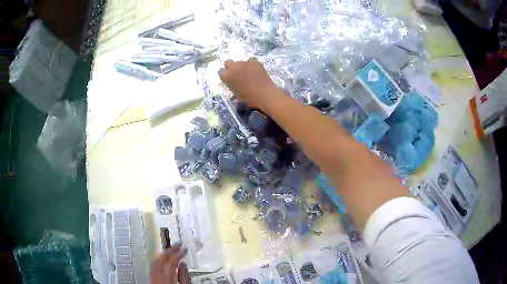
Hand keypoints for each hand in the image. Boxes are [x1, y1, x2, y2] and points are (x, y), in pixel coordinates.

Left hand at [150, 246, 190, 283]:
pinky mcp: (151, 279)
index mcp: (166, 278)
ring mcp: (152, 278)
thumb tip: (183, 264)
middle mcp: (157, 276)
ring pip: (155, 262)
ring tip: (171, 250)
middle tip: (177, 245)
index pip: (171, 261)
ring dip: (163, 255)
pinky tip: (164, 261)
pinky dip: (159, 261)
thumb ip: (184, 276)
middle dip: (169, 250)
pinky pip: (153, 267)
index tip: (184, 248)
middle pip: (161, 259)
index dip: (178, 253)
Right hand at [219, 58, 279, 111]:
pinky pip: (250, 61)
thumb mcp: (235, 92)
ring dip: (242, 66)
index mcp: (226, 76)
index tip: (229, 79)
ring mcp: (244, 62)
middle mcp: (233, 67)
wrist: (264, 94)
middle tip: (237, 74)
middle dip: (231, 67)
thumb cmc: (249, 98)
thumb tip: (232, 80)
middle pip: (228, 63)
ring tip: (249, 73)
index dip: (225, 75)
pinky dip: (252, 65)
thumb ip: (231, 84)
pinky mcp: (254, 61)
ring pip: (239, 62)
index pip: (221, 72)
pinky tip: (256, 71)